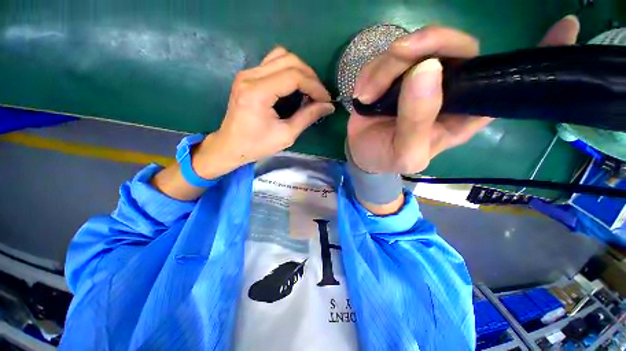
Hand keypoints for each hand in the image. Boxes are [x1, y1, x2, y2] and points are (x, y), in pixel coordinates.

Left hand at [194, 47, 334, 178]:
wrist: (230, 146)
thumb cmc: (257, 145)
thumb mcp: (286, 135)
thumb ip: (307, 117)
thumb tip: (328, 106)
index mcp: (257, 93)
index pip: (294, 76)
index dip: (315, 86)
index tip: (326, 100)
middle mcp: (250, 76)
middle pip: (289, 60)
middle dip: (310, 76)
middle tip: (319, 96)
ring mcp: (247, 73)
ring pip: (281, 56)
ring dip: (300, 70)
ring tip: (309, 89)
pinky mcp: (248, 76)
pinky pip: (273, 63)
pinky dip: (289, 70)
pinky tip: (295, 86)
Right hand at [347, 15, 580, 173]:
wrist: (363, 153)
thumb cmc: (387, 158)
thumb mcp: (406, 153)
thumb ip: (418, 120)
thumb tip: (426, 69)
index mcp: (463, 111)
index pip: (506, 80)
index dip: (537, 55)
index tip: (567, 26)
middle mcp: (448, 87)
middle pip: (454, 46)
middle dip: (426, 44)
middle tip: (399, 55)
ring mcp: (418, 77)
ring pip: (414, 47)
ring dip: (385, 67)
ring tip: (366, 96)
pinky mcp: (394, 74)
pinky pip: (386, 57)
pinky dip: (371, 72)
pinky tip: (362, 94)